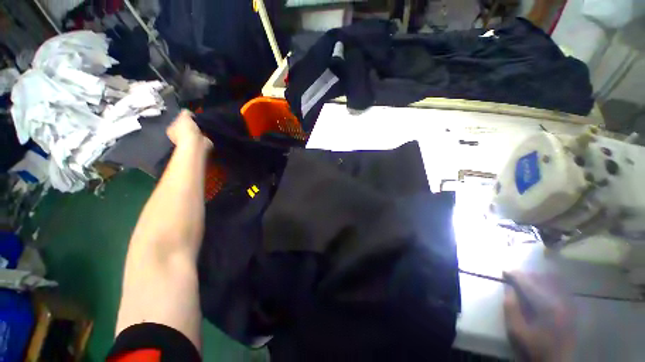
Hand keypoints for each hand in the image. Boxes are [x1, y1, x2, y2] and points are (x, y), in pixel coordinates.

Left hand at [167, 110, 211, 148]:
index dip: (183, 118)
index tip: (191, 115)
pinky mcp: (199, 144)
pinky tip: (207, 131)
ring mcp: (189, 141)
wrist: (197, 144)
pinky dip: (205, 134)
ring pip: (194, 132)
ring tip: (204, 125)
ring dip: (199, 129)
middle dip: (191, 124)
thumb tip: (188, 112)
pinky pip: (202, 137)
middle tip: (198, 120)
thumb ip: (185, 112)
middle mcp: (178, 136)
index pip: (176, 121)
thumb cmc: (187, 130)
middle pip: (185, 127)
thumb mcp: (184, 116)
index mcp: (171, 129)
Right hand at [503, 272, 574, 361]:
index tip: (504, 270)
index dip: (516, 276)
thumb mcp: (517, 331)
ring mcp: (569, 305)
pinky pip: (561, 288)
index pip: (529, 284)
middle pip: (543, 280)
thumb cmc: (534, 347)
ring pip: (553, 281)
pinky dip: (549, 283)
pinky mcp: (572, 308)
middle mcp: (561, 302)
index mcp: (547, 307)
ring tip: (525, 280)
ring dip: (537, 278)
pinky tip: (541, 286)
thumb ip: (511, 308)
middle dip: (526, 276)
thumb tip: (508, 288)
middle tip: (513, 276)